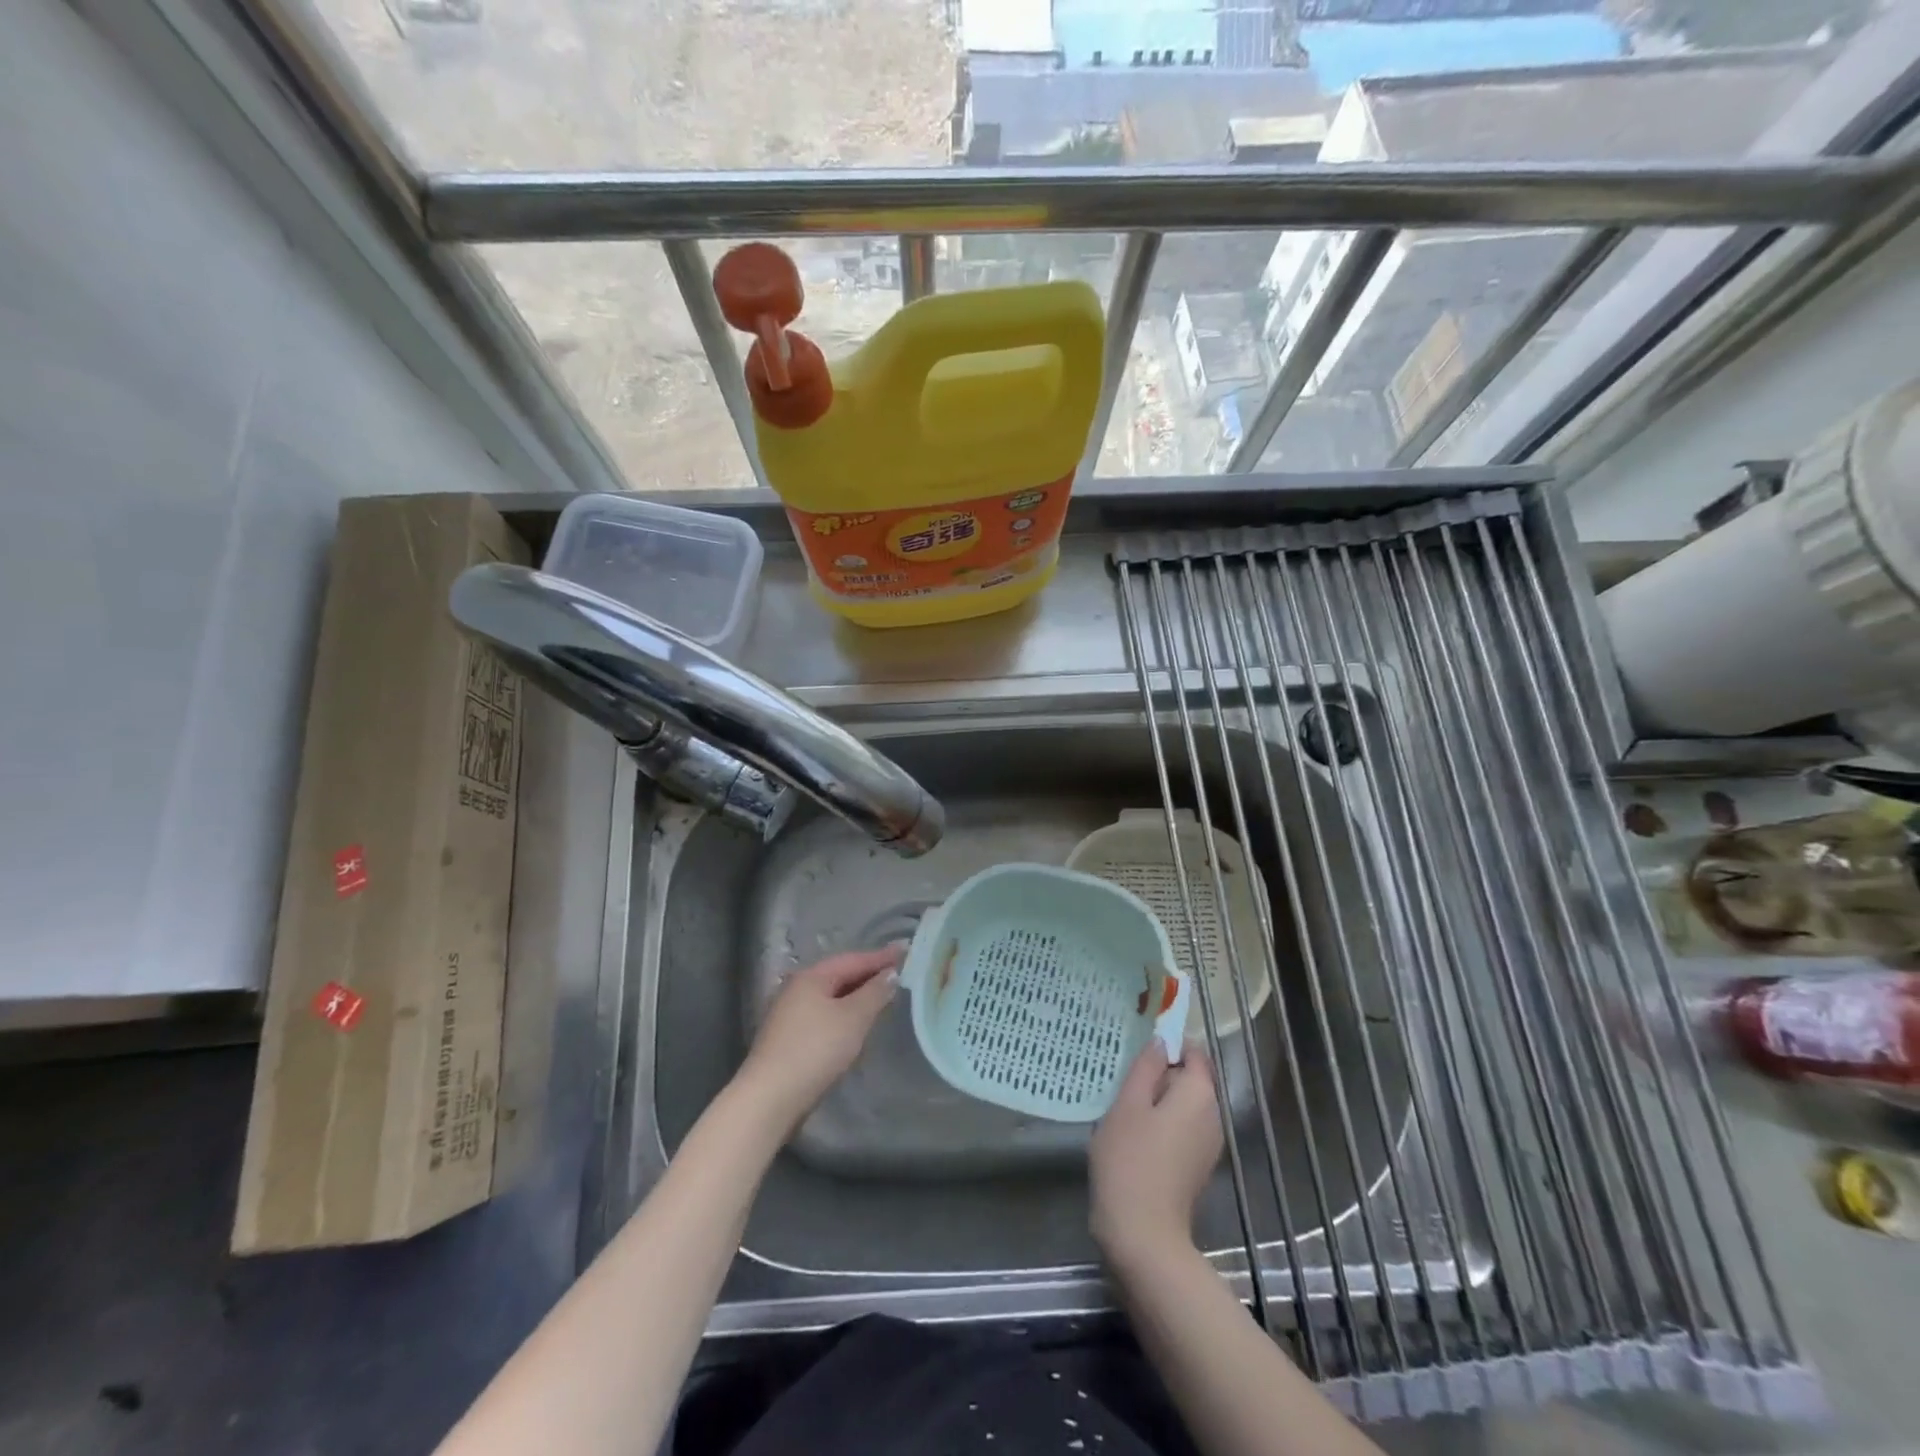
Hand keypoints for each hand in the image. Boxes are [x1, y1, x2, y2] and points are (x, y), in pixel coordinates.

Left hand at [737, 946, 901, 1131]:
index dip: (881, 956)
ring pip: (832, 997)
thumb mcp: (853, 1018)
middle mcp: (797, 988)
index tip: (905, 950)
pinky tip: (857, 1024)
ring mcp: (790, 1014)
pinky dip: (845, 1014)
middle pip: (840, 975)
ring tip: (882, 996)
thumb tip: (890, 974)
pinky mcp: (789, 1038)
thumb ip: (874, 993)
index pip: (853, 959)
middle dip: (869, 974)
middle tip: (898, 973)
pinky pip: (825, 1015)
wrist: (770, 1098)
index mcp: (811, 976)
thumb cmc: (815, 1050)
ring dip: (857, 995)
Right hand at [1089, 1041, 1223, 1267]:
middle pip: (1190, 1079)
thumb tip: (1161, 1042)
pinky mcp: (1197, 1166)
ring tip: (1124, 1109)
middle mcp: (1213, 1116)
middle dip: (1160, 1075)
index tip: (1137, 1054)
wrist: (1143, 1235)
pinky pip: (1182, 1128)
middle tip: (1124, 1083)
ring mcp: (1208, 1144)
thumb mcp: (1128, 1104)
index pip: (1193, 1052)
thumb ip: (1146, 1067)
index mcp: (1200, 1094)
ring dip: (1157, 1101)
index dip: (1168, 1046)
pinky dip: (1162, 1124)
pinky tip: (1135, 1137)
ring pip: (1184, 1105)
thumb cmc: (1130, 1160)